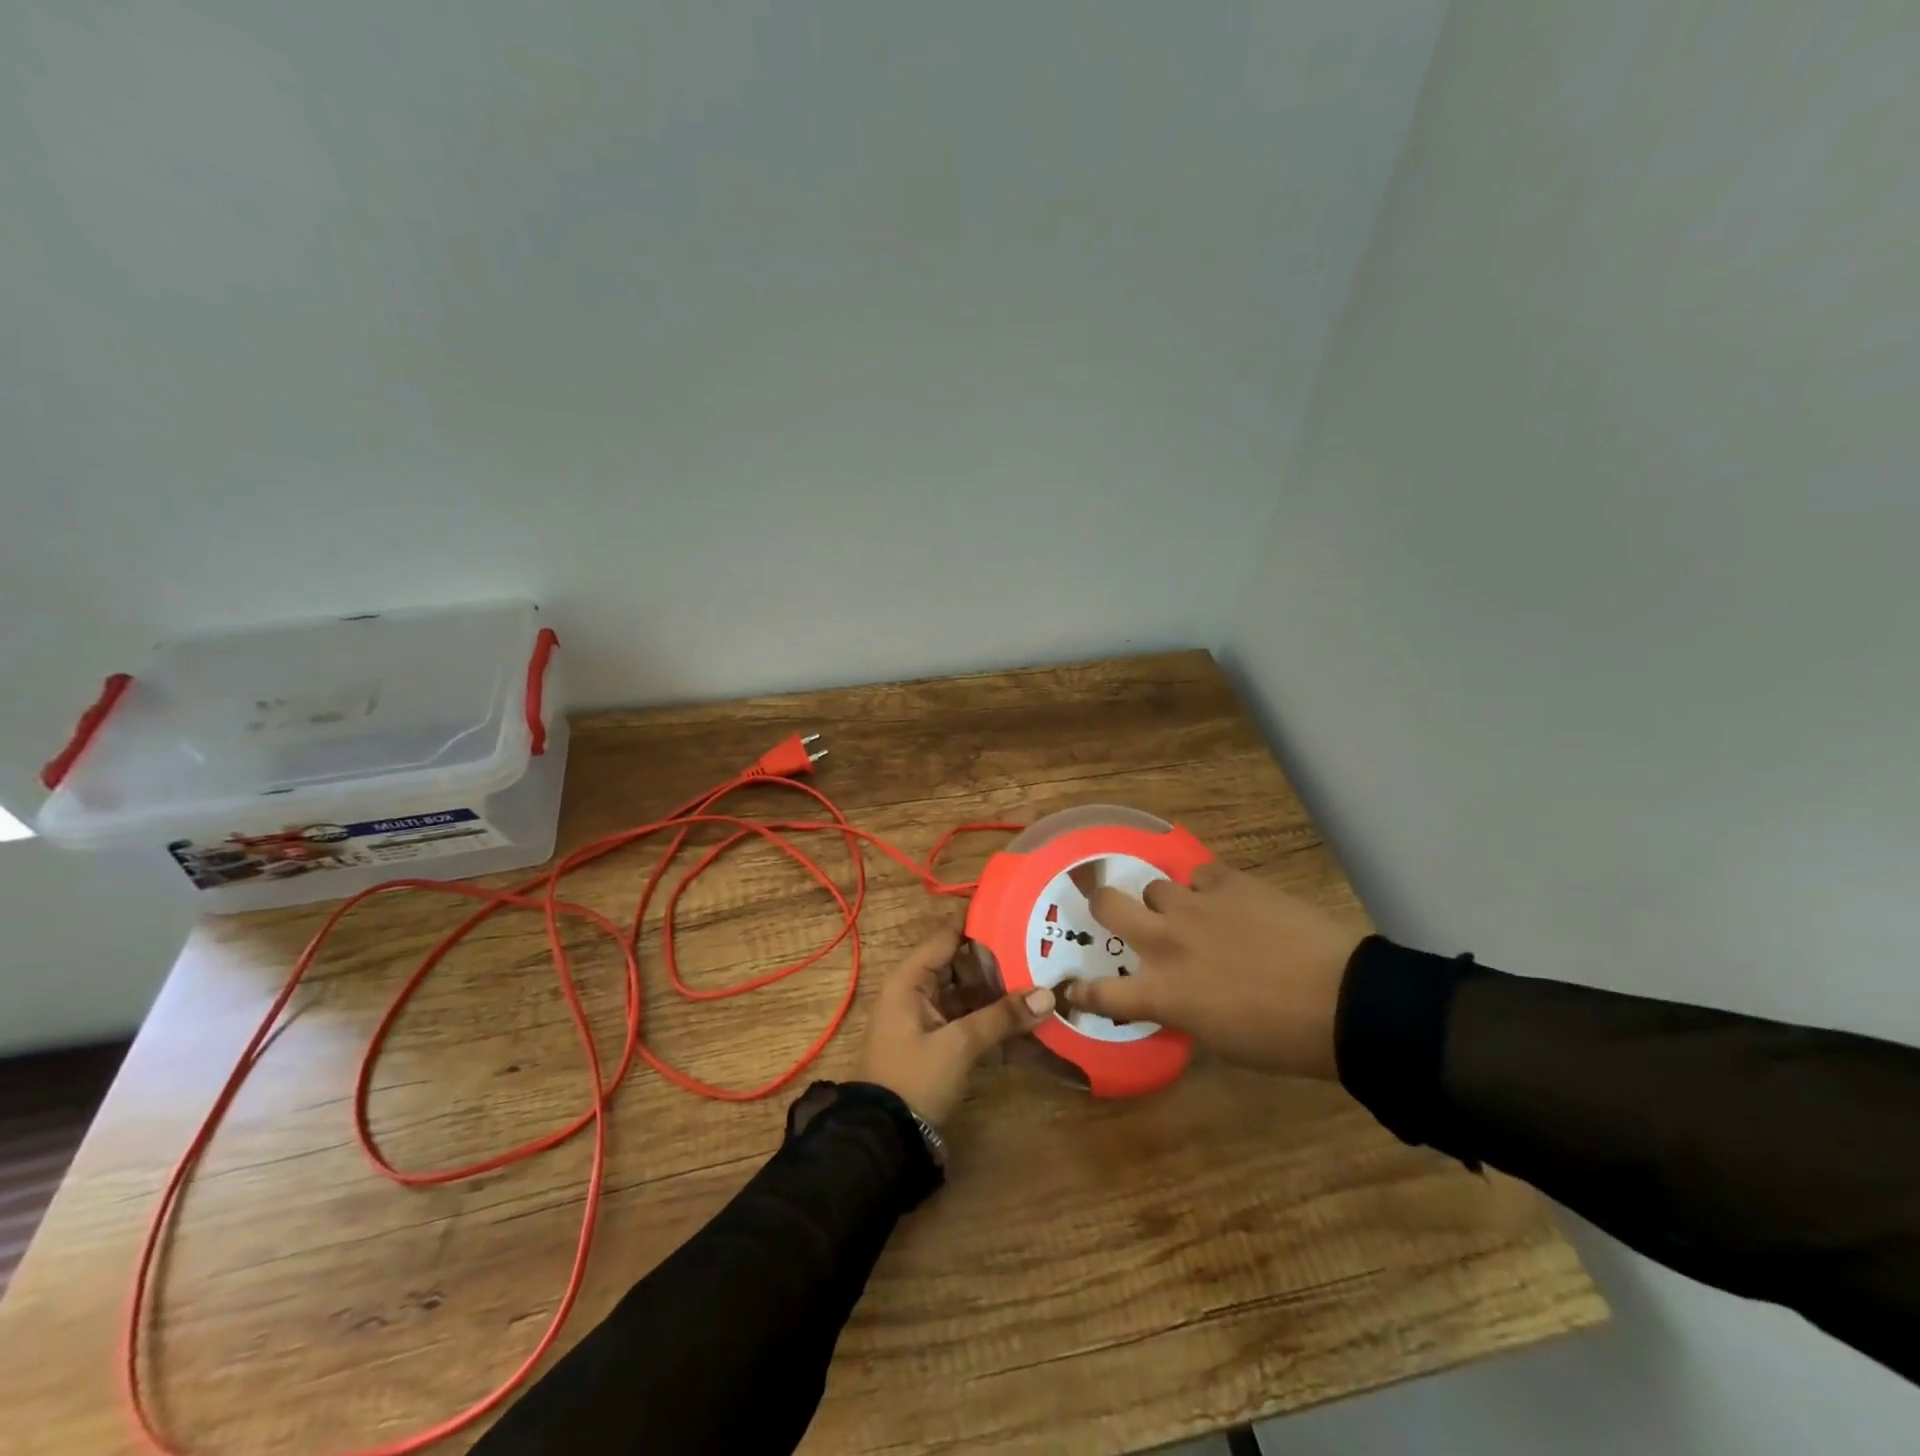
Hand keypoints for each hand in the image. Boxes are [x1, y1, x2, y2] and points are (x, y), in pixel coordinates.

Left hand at [857, 924, 1055, 1124]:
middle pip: (962, 965)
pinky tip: (1028, 1024)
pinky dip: (994, 1023)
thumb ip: (1002, 1016)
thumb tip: (1048, 993)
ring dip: (1000, 995)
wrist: (882, 1140)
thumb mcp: (958, 1045)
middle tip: (1041, 952)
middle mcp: (918, 992)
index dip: (979, 923)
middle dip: (999, 962)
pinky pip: (970, 1022)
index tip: (1018, 912)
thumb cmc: (913, 1078)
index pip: (947, 936)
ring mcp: (929, 1020)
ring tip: (1042, 985)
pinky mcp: (939, 1045)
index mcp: (911, 980)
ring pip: (969, 995)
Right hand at [1064, 863, 1361, 1079]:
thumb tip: (1175, 994)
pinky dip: (1207, 888)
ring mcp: (1195, 907)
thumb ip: (1182, 1010)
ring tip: (1192, 913)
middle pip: (1107, 905)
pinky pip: (1200, 874)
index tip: (1072, 988)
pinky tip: (1227, 901)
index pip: (1101, 992)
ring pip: (1155, 887)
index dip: (1081, 990)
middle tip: (1115, 912)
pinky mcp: (1229, 882)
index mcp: (1162, 992)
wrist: (1342, 1001)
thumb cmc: (1281, 1039)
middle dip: (1103, 906)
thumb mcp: (1218, 1039)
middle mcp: (1166, 942)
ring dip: (1166, 902)